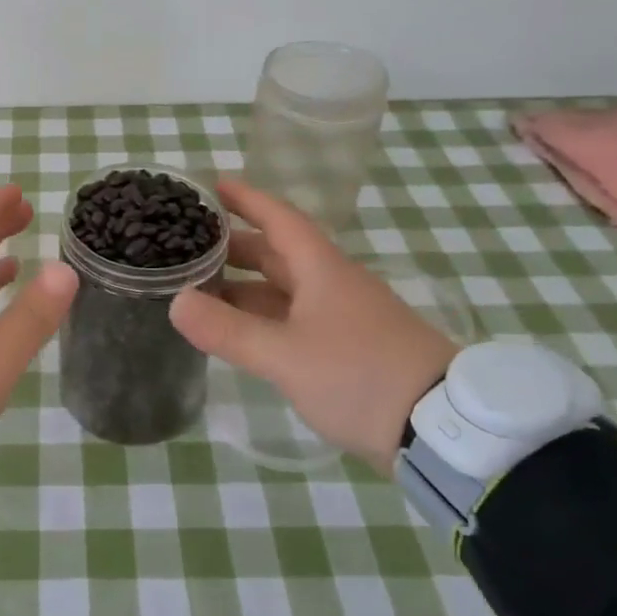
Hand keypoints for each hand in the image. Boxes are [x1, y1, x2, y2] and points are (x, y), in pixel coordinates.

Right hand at [169, 179, 457, 474]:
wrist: (440, 429)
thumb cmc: (360, 375)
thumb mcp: (285, 355)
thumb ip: (228, 330)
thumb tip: (176, 303)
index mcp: (322, 270)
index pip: (280, 219)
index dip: (248, 199)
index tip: (214, 186)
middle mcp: (333, 284)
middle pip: (279, 253)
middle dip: (236, 246)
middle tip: (191, 243)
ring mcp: (343, 317)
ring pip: (285, 289)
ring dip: (245, 287)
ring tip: (201, 289)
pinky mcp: (349, 348)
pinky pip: (294, 318)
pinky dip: (262, 317)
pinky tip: (239, 331)